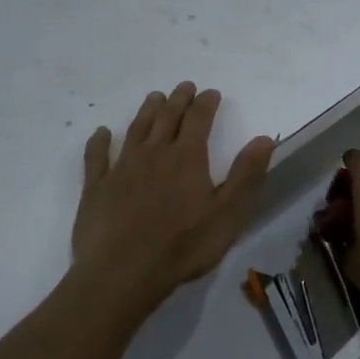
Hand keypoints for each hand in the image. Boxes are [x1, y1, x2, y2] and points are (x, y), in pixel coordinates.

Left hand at [73, 83, 275, 302]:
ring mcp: (121, 168)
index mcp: (187, 158)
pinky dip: (100, 141)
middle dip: (178, 100)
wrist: (122, 272)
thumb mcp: (228, 214)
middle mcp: (154, 154)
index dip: (206, 103)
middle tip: (184, 87)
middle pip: (167, 118)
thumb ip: (246, 175)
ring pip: (136, 130)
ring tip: (154, 98)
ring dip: (147, 111)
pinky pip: (97, 156)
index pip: (198, 120)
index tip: (211, 92)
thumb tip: (263, 138)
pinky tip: (102, 132)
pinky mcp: (96, 187)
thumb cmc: (183, 246)